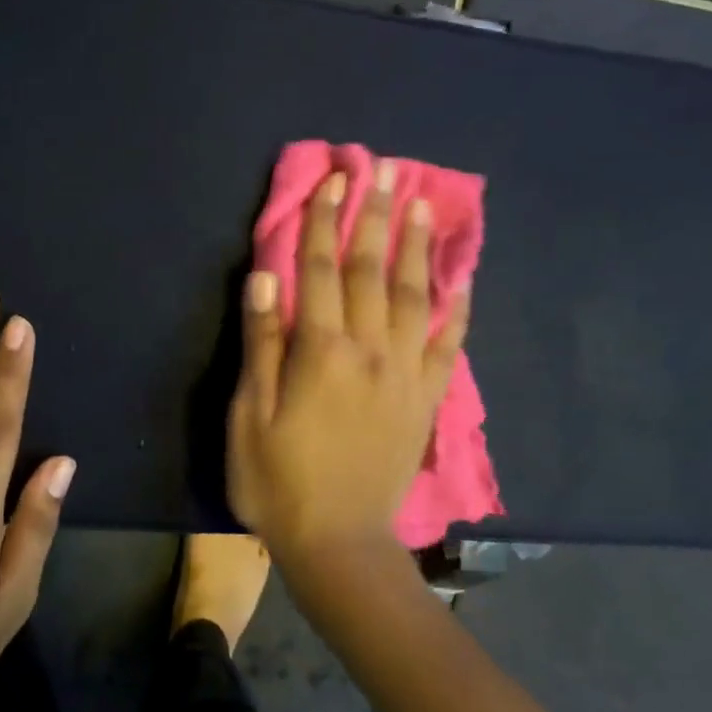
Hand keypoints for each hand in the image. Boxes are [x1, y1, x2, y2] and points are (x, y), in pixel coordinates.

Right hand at [227, 163, 467, 569]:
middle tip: (386, 169)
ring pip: (417, 297)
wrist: (339, 542)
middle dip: (377, 216)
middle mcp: (370, 351)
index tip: (333, 180)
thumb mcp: (249, 416)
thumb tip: (265, 278)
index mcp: (320, 352)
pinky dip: (457, 309)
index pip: (320, 271)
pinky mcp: (426, 399)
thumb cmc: (278, 481)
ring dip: (419, 247)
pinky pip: (448, 344)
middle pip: (373, 271)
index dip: (323, 222)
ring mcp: (406, 374)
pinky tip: (463, 281)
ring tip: (425, 205)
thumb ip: (260, 345)